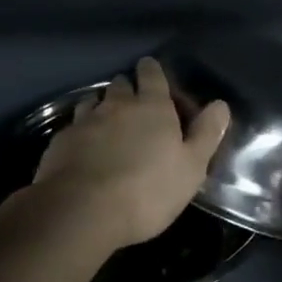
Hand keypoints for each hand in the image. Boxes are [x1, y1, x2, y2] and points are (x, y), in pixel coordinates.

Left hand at [34, 57, 230, 252]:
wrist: (81, 211)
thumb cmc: (147, 190)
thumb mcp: (191, 167)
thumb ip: (206, 134)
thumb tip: (220, 104)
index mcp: (152, 106)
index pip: (152, 74)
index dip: (152, 70)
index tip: (152, 71)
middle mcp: (117, 105)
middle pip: (121, 84)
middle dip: (128, 88)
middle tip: (134, 103)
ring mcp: (85, 121)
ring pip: (94, 100)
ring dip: (102, 105)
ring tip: (106, 120)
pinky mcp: (60, 141)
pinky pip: (73, 125)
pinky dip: (81, 130)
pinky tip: (82, 146)